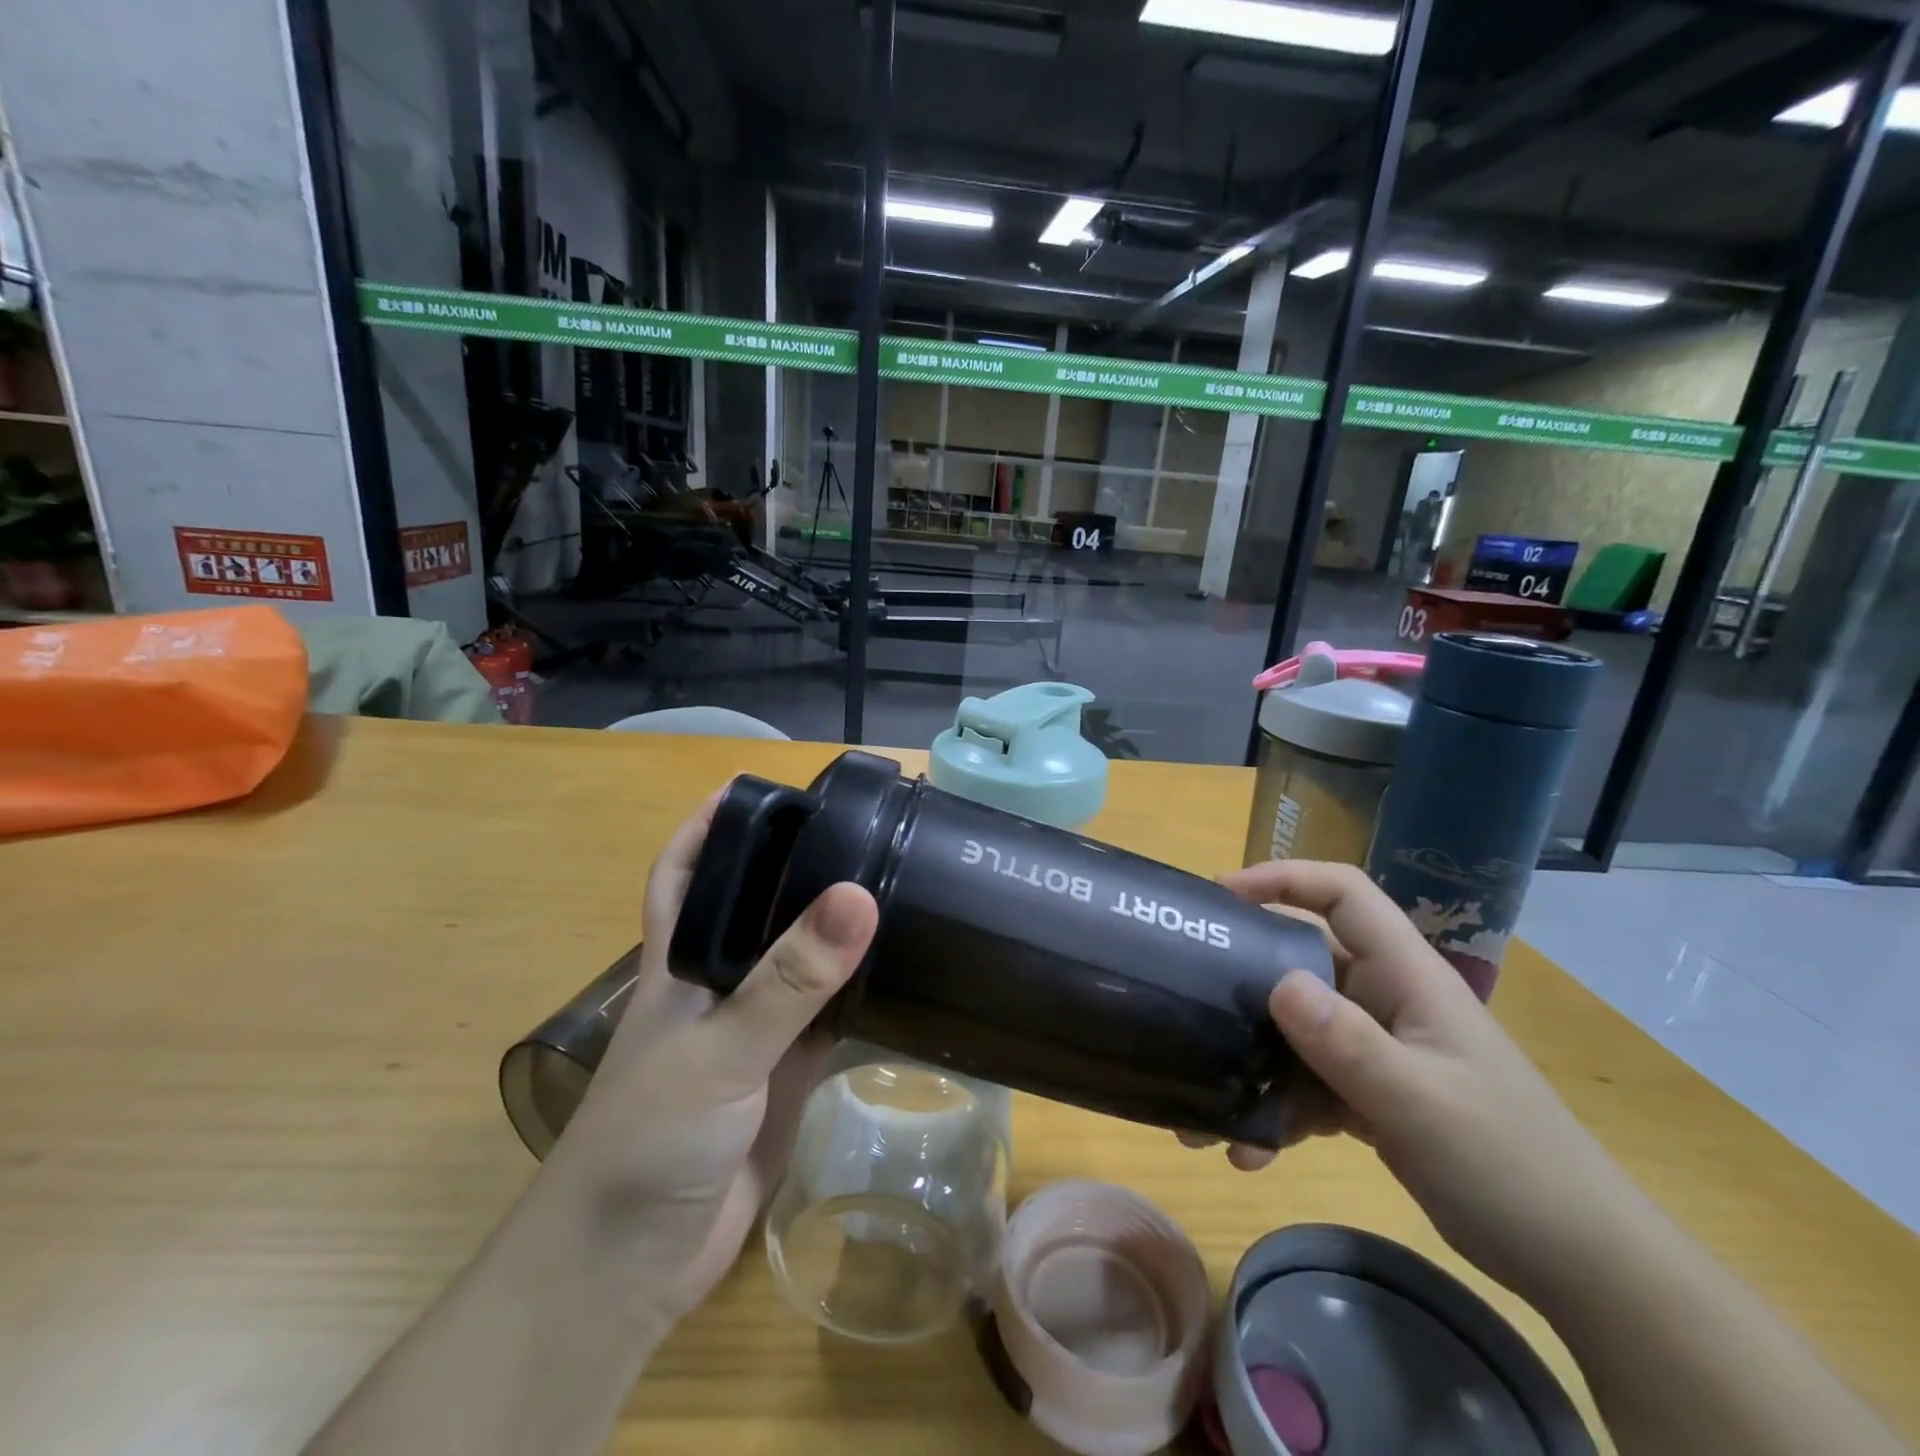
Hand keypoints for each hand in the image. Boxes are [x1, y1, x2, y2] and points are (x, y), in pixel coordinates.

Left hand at [533, 790, 878, 1324]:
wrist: (635, 1267)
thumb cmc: (651, 1138)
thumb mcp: (720, 1048)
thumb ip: (789, 978)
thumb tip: (859, 896)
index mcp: (681, 962)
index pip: (685, 874)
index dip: (708, 827)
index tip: (755, 789)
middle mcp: (717, 985)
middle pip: (754, 909)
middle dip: (794, 869)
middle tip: (857, 831)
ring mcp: (753, 1033)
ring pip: (799, 965)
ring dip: (834, 932)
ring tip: (892, 884)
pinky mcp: (785, 1077)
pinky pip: (828, 1021)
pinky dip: (858, 996)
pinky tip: (900, 972)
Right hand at [1203, 860, 1640, 1302]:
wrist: (1580, 1262)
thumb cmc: (1509, 1163)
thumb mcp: (1421, 1102)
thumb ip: (1348, 1042)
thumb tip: (1275, 981)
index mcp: (1405, 976)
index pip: (1342, 894)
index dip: (1283, 879)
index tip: (1221, 897)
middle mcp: (1384, 1000)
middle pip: (1300, 962)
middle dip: (1243, 983)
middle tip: (1189, 1002)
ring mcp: (1377, 1048)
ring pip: (1295, 1031)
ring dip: (1252, 1066)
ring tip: (1203, 1113)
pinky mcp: (1370, 1093)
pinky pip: (1307, 1084)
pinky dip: (1277, 1112)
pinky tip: (1251, 1154)